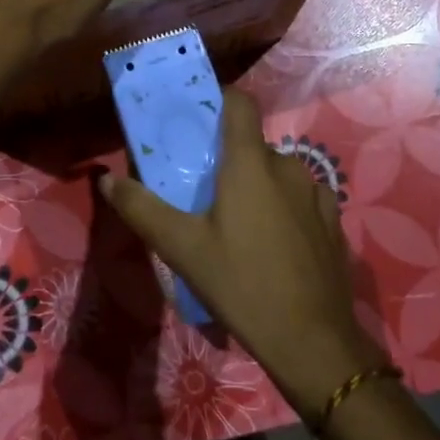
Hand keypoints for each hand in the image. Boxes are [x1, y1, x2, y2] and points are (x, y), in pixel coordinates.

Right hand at [98, 88, 389, 421]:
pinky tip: (274, 241)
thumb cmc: (241, 283)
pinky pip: (302, 198)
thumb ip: (142, 208)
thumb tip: (106, 179)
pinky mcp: (333, 221)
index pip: (239, 103)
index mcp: (250, 163)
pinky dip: (285, 207)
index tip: (198, 117)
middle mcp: (287, 166)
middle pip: (253, 145)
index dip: (220, 100)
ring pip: (278, 173)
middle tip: (204, 189)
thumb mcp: (182, 248)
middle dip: (229, 159)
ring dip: (258, 185)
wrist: (312, 339)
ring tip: (237, 222)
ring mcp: (316, 194)